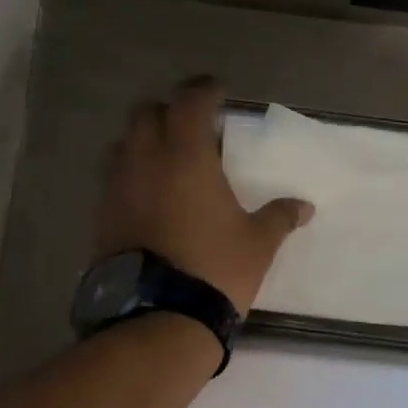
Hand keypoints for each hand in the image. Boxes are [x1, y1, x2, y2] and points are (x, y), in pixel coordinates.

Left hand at [96, 76, 313, 314]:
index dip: (205, 90)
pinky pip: (114, 178)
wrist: (159, 317)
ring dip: (145, 141)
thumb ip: (280, 217)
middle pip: (147, 113)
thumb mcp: (258, 243)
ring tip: (169, 161)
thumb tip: (304, 206)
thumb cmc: (216, 269)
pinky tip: (152, 196)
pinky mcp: (102, 215)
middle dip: (170, 111)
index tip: (219, 92)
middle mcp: (145, 161)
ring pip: (124, 144)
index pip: (190, 101)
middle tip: (193, 128)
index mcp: (186, 156)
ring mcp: (117, 187)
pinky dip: (132, 173)